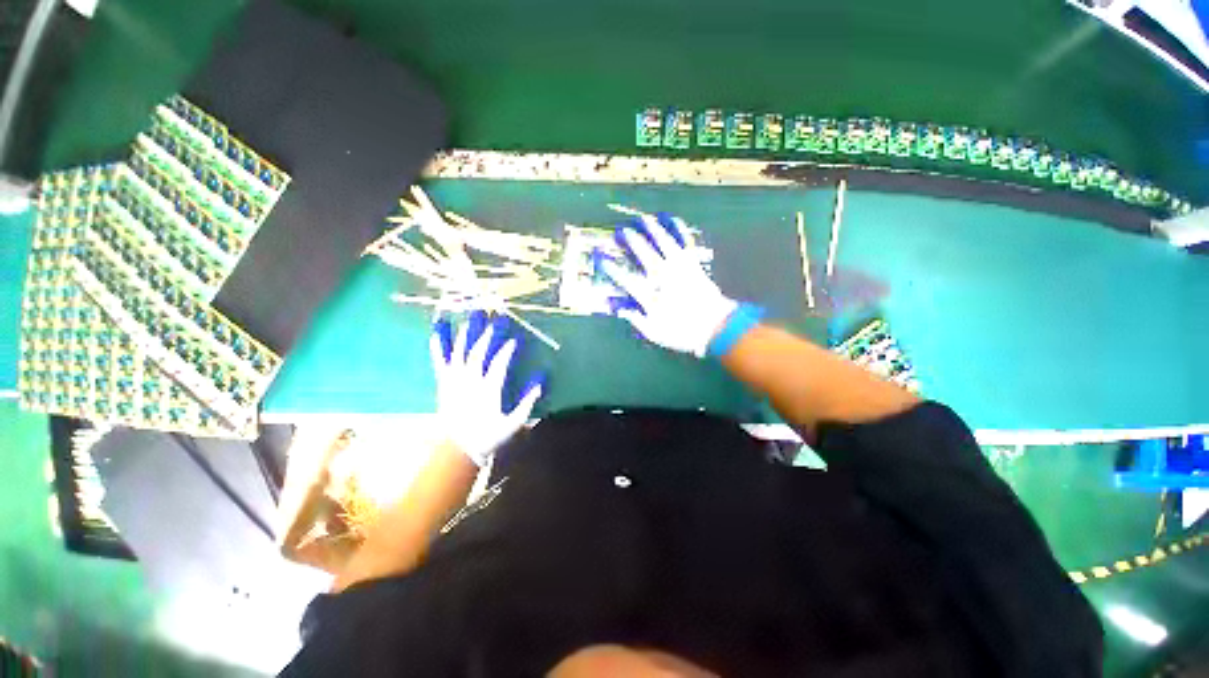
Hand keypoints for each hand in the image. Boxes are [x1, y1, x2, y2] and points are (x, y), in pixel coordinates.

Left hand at [430, 311, 543, 466]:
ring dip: (467, 332)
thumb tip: (541, 377)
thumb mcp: (515, 422)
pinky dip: (438, 344)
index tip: (514, 339)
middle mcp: (470, 381)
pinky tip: (437, 328)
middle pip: (479, 352)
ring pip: (460, 351)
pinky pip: (440, 360)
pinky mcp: (444, 382)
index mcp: (488, 390)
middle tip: (495, 316)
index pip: (499, 363)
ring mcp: (454, 380)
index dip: (507, 350)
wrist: (459, 449)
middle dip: (488, 333)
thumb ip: (528, 400)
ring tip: (472, 314)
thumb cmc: (491, 435)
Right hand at [598, 213, 738, 357]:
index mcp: (651, 294)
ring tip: (644, 218)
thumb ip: (636, 319)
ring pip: (664, 243)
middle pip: (644, 254)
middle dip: (632, 241)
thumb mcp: (655, 333)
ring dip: (653, 229)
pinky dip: (678, 230)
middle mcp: (663, 276)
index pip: (626, 279)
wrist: (716, 327)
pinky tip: (673, 220)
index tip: (602, 258)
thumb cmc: (683, 332)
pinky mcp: (693, 263)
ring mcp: (680, 267)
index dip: (612, 268)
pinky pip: (684, 242)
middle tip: (622, 231)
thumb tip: (619, 310)